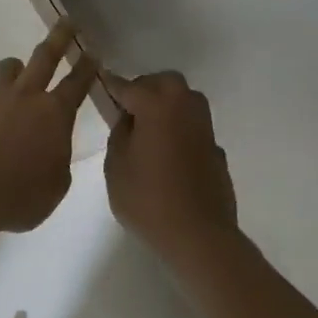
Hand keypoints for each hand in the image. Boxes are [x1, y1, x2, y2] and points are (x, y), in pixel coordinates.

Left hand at [0, 21, 97, 234]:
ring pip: (7, 69)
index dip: (87, 67)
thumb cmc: (19, 198)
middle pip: (45, 57)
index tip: (93, 51)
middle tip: (67, 22)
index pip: (77, 83)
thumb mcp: (55, 186)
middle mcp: (24, 97)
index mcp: (54, 115)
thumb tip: (50, 147)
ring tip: (16, 77)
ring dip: (15, 71)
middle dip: (59, 37)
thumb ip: (58, 158)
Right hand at [103, 71, 238, 270]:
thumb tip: (129, 119)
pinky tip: (169, 154)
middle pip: (163, 83)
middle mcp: (184, 106)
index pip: (128, 85)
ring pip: (183, 100)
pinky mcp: (216, 148)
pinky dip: (180, 130)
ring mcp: (205, 127)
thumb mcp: (116, 166)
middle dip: (145, 89)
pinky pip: (193, 127)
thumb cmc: (148, 199)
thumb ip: (119, 133)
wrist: (199, 235)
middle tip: (128, 111)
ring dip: (166, 106)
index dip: (111, 85)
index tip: (101, 82)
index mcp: (156, 104)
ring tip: (148, 130)